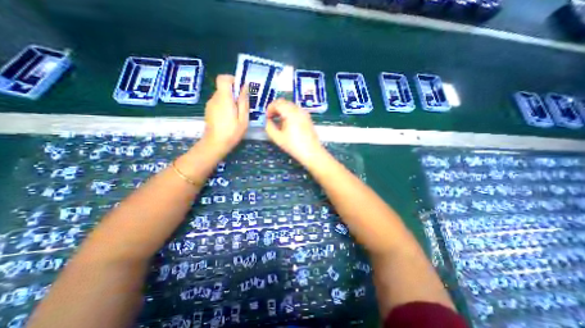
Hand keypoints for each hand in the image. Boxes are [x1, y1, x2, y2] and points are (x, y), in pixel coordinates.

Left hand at [202, 74, 247, 155]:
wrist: (215, 144)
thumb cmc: (232, 132)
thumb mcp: (243, 118)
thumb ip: (243, 101)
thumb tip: (244, 87)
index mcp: (224, 98)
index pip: (223, 78)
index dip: (232, 79)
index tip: (241, 89)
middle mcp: (215, 98)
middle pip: (223, 87)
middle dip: (234, 93)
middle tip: (242, 106)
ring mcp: (210, 104)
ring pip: (221, 95)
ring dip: (230, 100)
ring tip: (236, 114)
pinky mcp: (209, 110)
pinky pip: (218, 102)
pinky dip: (225, 106)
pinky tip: (229, 118)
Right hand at [265, 97, 323, 164]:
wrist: (311, 152)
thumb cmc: (294, 146)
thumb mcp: (278, 138)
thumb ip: (269, 127)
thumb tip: (267, 120)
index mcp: (290, 113)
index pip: (277, 103)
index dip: (269, 108)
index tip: (267, 117)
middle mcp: (298, 110)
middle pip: (284, 102)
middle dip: (275, 108)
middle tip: (271, 118)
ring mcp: (304, 113)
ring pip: (290, 105)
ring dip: (282, 110)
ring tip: (279, 122)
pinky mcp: (307, 117)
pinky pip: (296, 110)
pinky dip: (289, 113)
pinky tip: (287, 124)